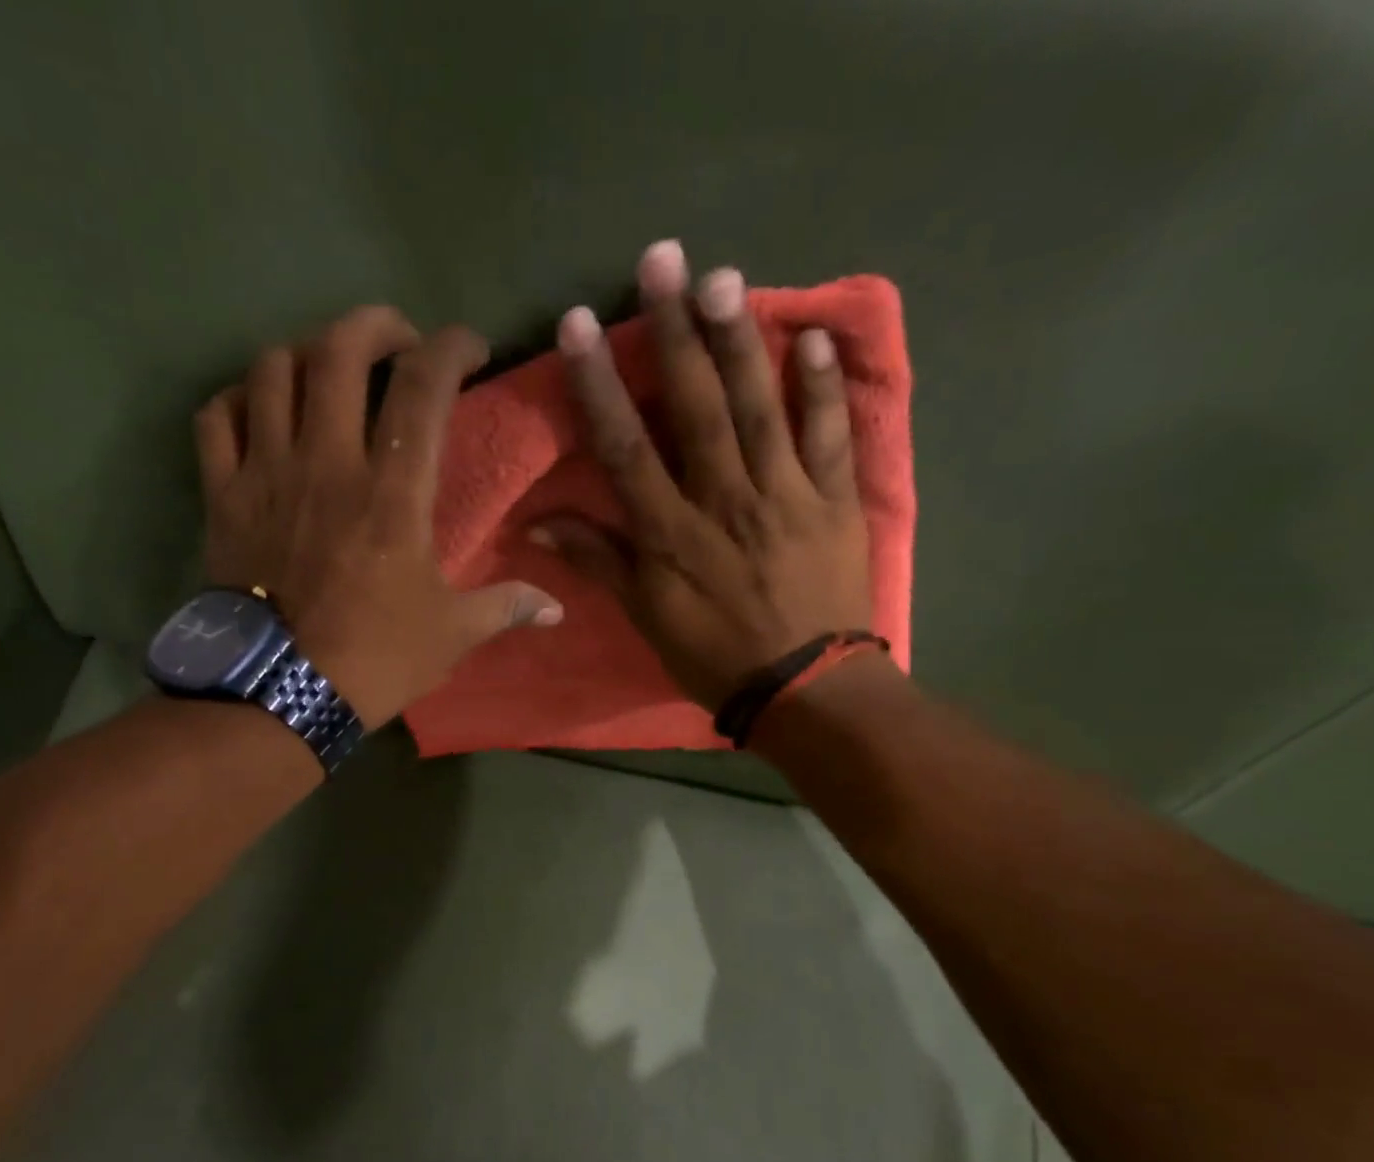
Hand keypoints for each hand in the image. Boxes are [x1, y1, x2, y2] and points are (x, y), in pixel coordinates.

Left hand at [196, 305, 561, 728]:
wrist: (281, 693)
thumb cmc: (375, 658)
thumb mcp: (453, 634)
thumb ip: (507, 607)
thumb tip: (557, 608)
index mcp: (393, 492)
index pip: (424, 386)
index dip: (452, 347)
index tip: (469, 349)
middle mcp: (328, 462)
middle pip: (340, 350)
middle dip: (375, 324)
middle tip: (397, 340)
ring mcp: (267, 473)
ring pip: (273, 370)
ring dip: (305, 352)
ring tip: (327, 370)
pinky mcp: (223, 495)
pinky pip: (216, 416)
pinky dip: (238, 397)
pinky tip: (260, 407)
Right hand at [530, 240, 873, 710]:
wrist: (805, 689)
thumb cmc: (715, 656)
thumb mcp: (646, 618)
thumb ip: (599, 563)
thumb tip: (539, 527)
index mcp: (672, 531)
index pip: (627, 445)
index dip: (601, 382)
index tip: (580, 325)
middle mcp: (725, 498)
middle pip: (697, 406)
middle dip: (675, 333)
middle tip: (663, 261)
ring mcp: (786, 494)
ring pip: (760, 406)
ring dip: (741, 340)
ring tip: (724, 278)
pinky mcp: (834, 500)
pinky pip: (830, 435)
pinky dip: (822, 387)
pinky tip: (812, 337)